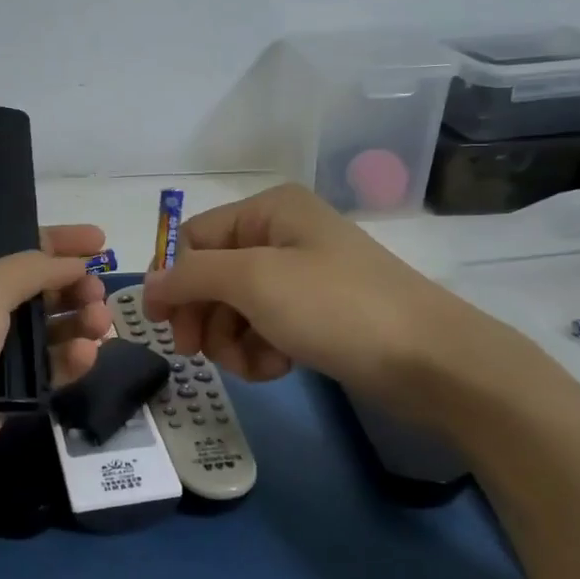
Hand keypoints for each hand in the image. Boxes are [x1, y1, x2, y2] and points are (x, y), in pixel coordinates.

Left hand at [0, 225, 111, 518]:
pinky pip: (42, 376)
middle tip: (99, 292)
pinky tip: (87, 356)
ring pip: (42, 336)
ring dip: (75, 324)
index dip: (56, 242)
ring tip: (100, 324)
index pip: (11, 248)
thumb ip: (32, 270)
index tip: (99, 241)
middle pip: (33, 293)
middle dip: (71, 288)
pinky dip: (67, 363)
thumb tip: (73, 263)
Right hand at [140, 184, 524, 424]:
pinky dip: (261, 350)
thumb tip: (149, 284)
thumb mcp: (254, 280)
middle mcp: (281, 235)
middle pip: (212, 275)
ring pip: (235, 308)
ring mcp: (301, 276)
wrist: (430, 361)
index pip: (194, 239)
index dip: (173, 280)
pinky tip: (278, 367)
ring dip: (233, 341)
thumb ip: (191, 276)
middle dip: (205, 316)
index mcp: (268, 211)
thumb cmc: (336, 307)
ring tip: (256, 364)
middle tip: (198, 353)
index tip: (163, 325)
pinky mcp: (316, 314)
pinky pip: (264, 328)